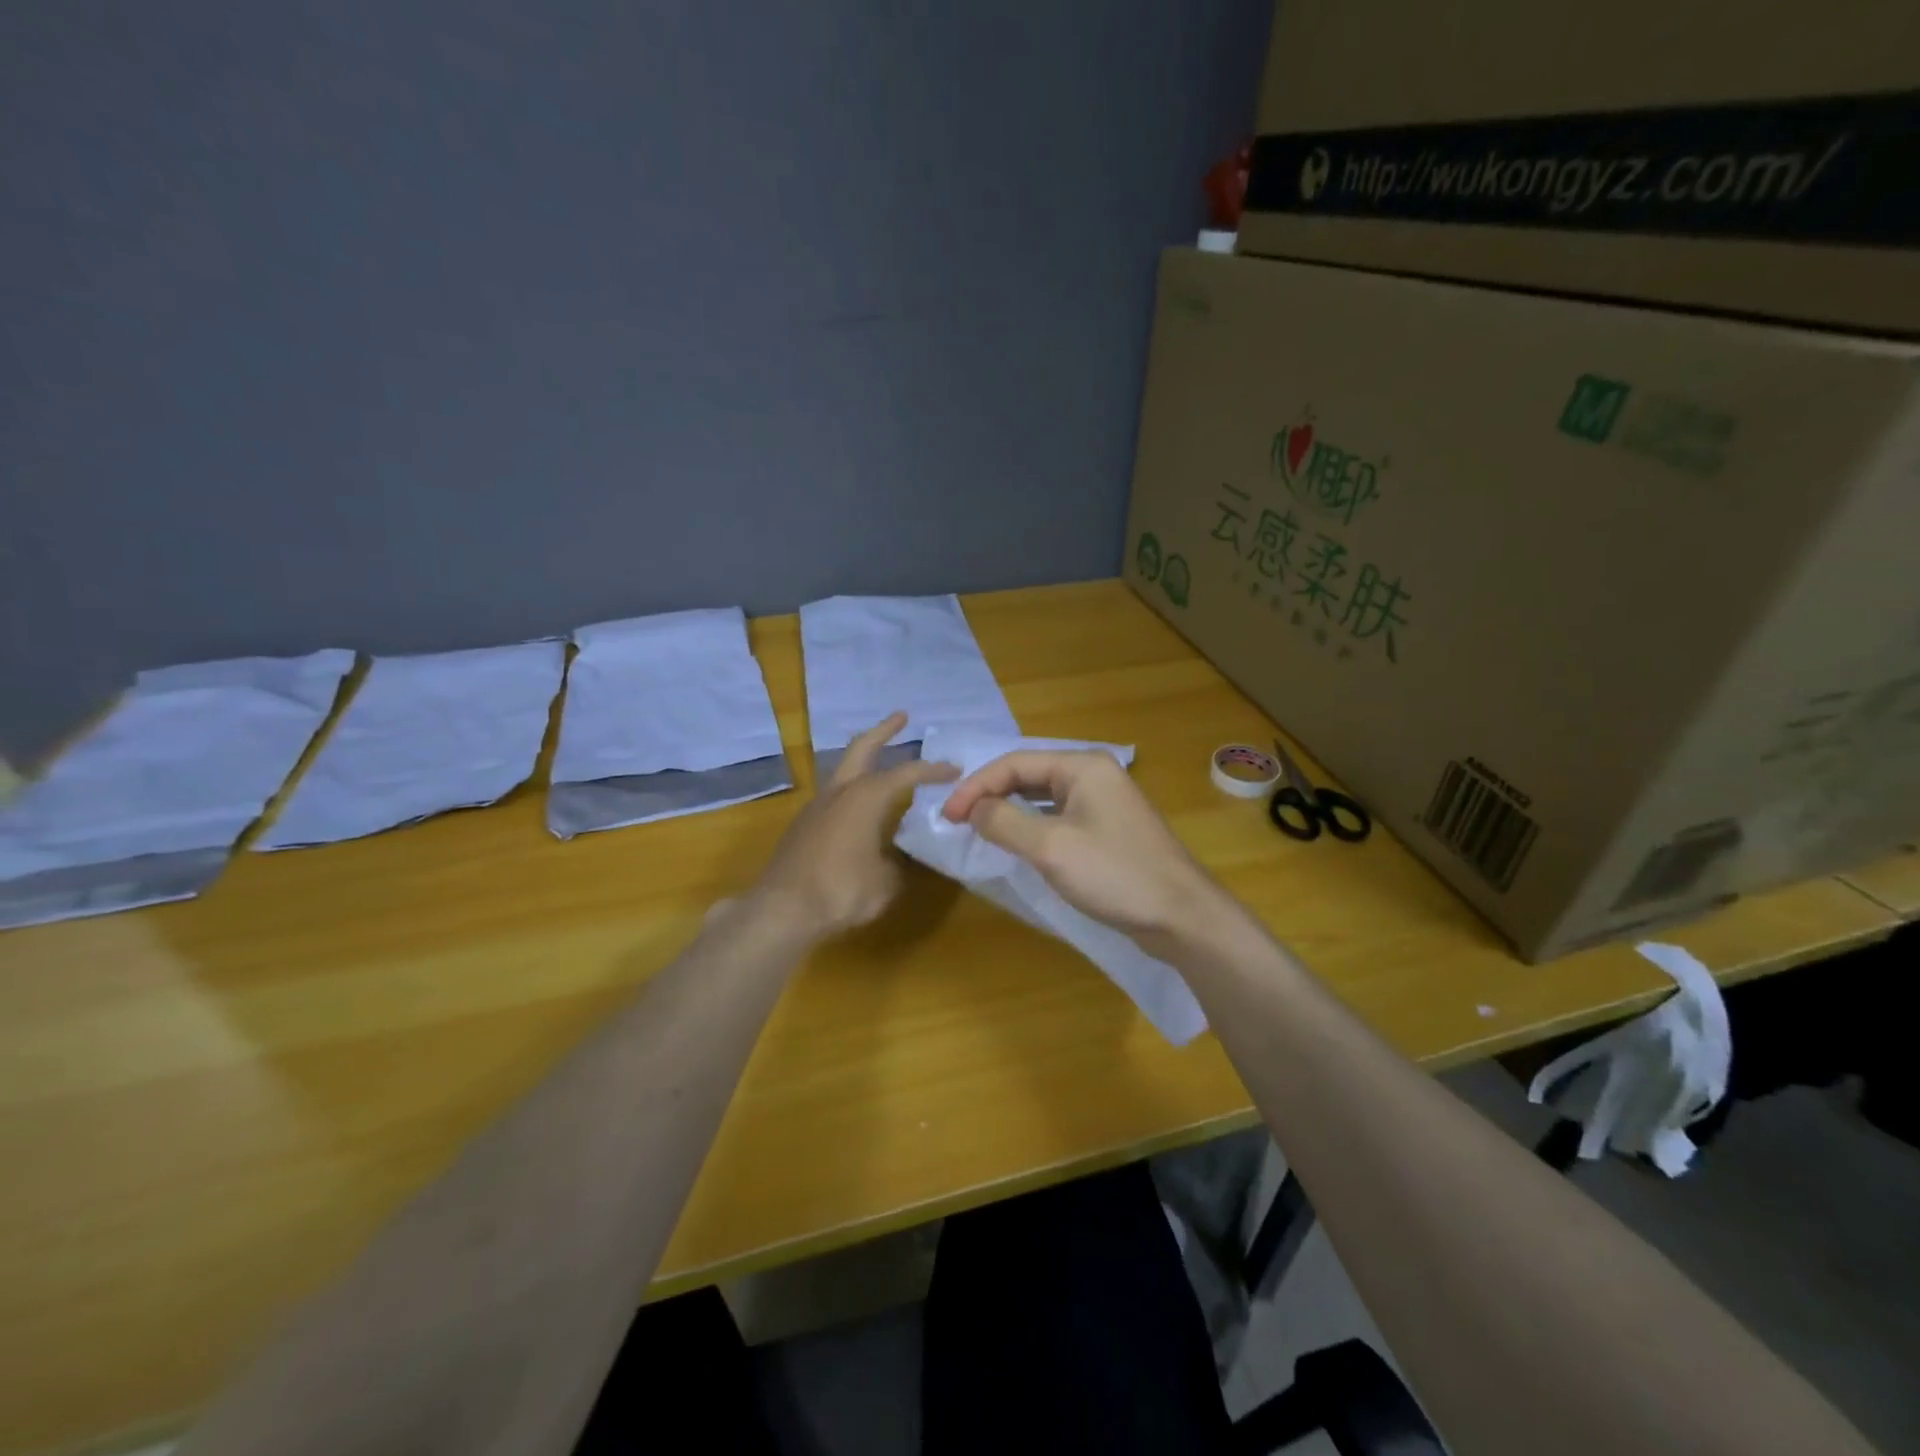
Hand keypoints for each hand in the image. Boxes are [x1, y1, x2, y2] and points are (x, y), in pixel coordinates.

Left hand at [752, 713, 957, 941]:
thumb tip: (899, 860)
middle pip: (862, 748)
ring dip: (864, 759)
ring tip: (883, 759)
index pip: (907, 773)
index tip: (954, 768)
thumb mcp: (886, 882)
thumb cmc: (841, 889)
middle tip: (902, 717)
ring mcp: (817, 806)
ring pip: (844, 769)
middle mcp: (840, 792)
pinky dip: (853, 787)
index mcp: (865, 797)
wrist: (782, 909)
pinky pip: (835, 794)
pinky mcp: (804, 825)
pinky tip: (862, 805)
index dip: (933, 770)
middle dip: (884, 730)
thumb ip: (899, 864)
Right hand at [941, 750, 1223, 940]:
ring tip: (979, 829)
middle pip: (1029, 774)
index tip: (947, 815)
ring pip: (1043, 796)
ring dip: (1009, 809)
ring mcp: (1105, 802)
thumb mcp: (1050, 848)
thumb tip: (972, 809)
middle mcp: (1094, 774)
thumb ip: (1004, 822)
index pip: (1015, 762)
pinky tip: (1018, 843)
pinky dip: (1032, 825)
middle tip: (957, 821)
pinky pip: (1059, 816)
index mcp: (1082, 766)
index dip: (976, 786)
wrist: (1182, 916)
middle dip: (991, 794)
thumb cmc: (1115, 874)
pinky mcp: (1109, 829)